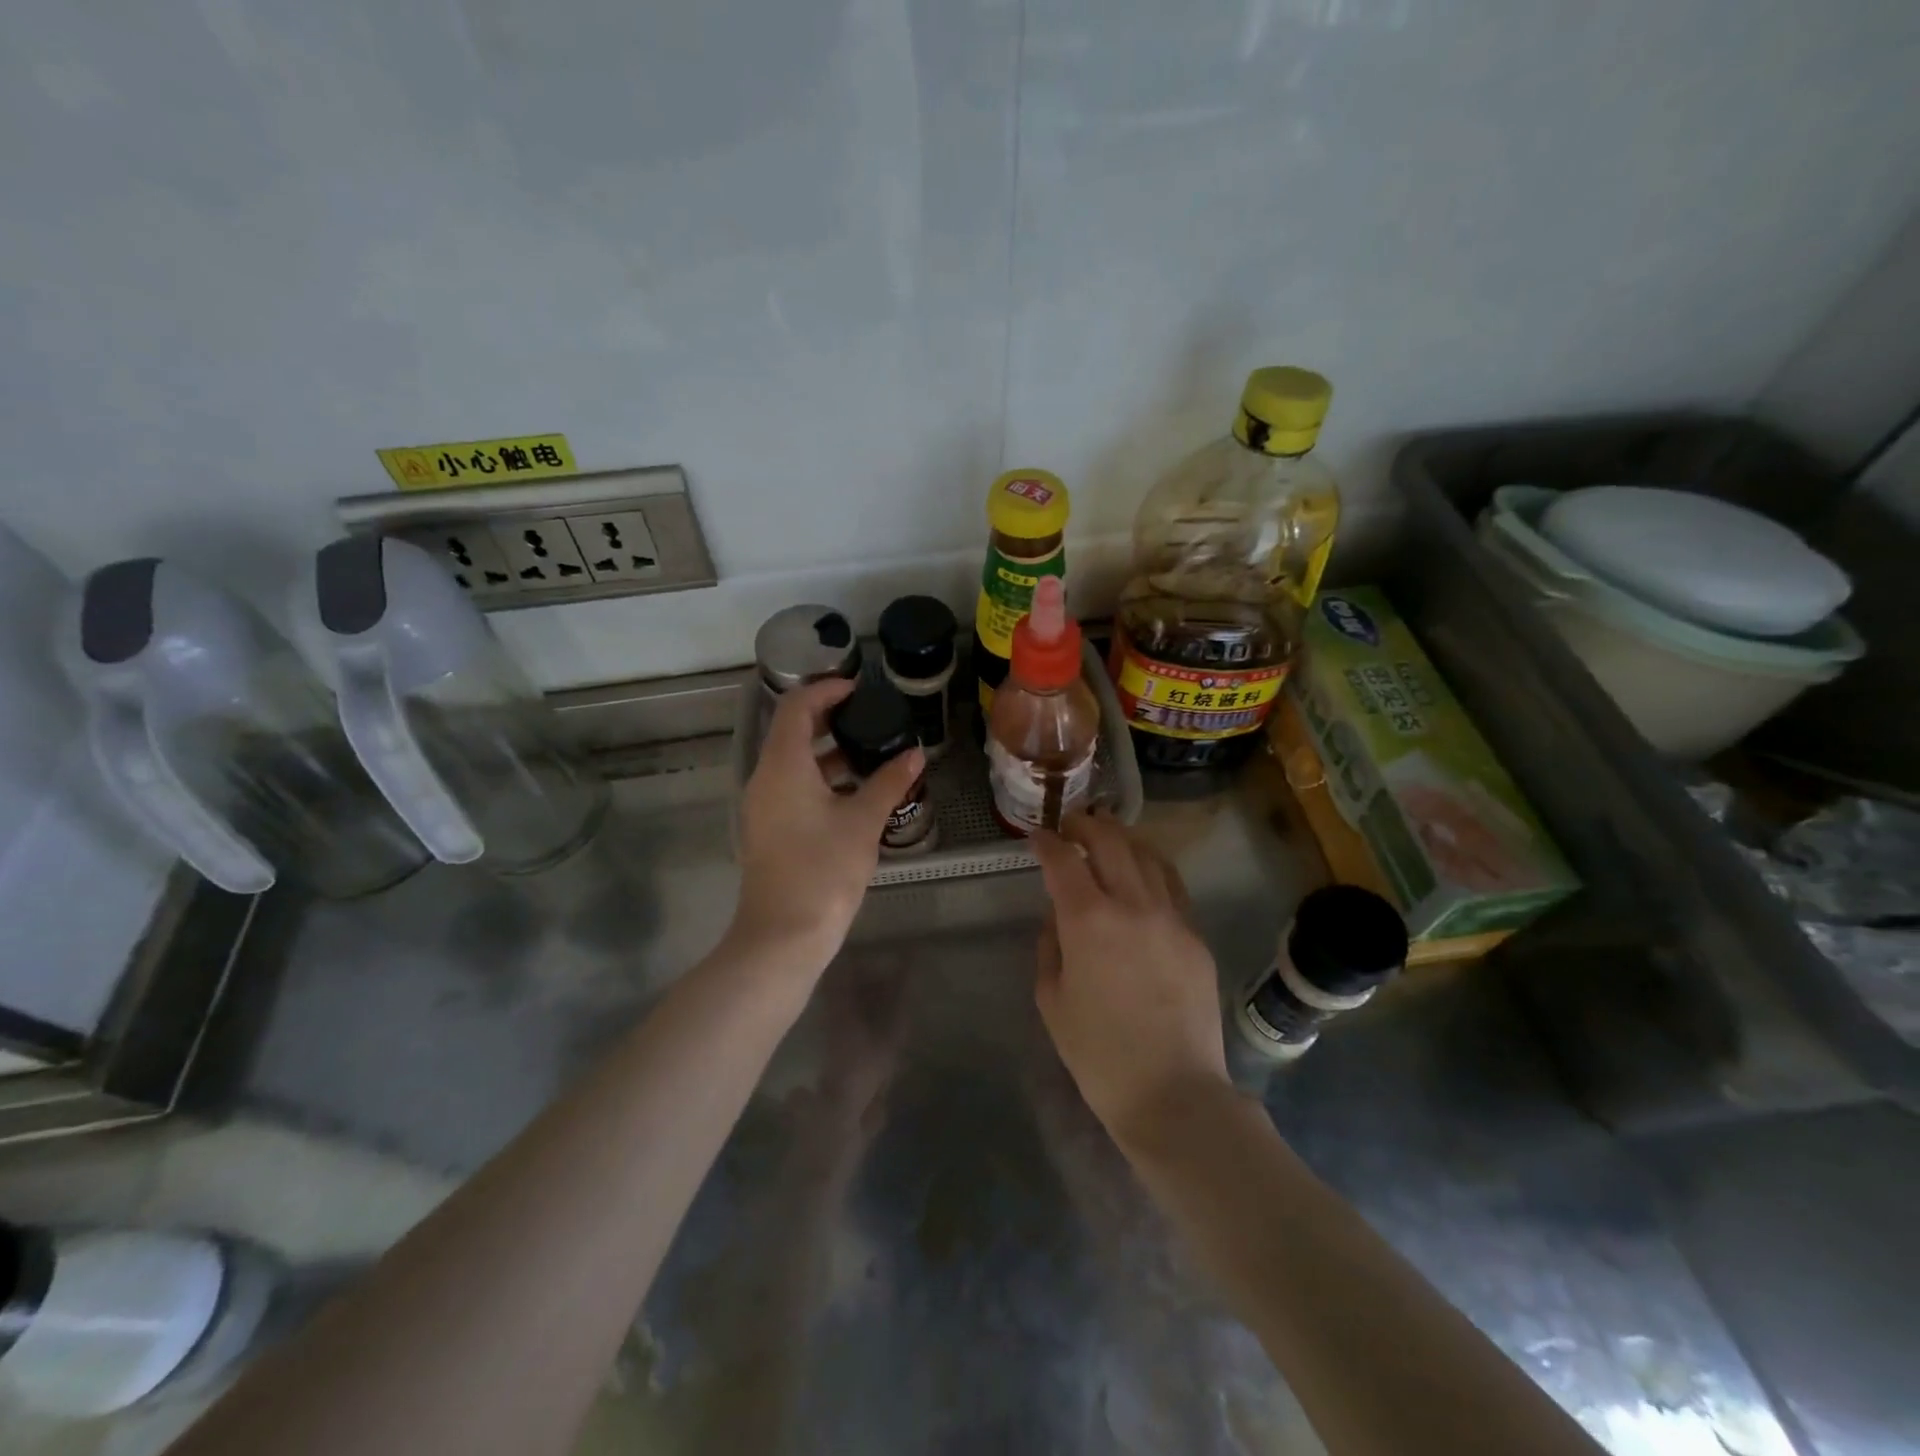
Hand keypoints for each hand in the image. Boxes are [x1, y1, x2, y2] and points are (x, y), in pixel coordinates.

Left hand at [733, 678, 923, 972]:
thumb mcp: (863, 822)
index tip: (860, 689)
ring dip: (827, 752)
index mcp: (783, 765)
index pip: (796, 707)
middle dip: (829, 719)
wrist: (783, 936)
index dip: (826, 690)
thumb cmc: (823, 870)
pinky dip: (820, 779)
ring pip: (792, 763)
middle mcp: (765, 778)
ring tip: (870, 753)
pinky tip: (854, 793)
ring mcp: (763, 806)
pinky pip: (792, 788)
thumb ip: (889, 782)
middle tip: (870, 718)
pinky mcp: (768, 830)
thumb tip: (915, 754)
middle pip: (792, 732)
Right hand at [1032, 812, 1230, 1149]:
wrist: (1174, 1092)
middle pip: (1110, 841)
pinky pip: (1171, 884)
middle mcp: (1132, 904)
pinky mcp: (1195, 934)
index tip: (1037, 837)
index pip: (1063, 861)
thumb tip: (1059, 918)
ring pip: (1147, 855)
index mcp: (1088, 920)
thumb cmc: (1099, 1054)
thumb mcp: (1053, 1000)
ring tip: (1107, 836)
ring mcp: (1171, 916)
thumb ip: (1051, 947)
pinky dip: (1151, 866)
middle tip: (1071, 824)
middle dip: (1086, 825)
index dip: (1047, 843)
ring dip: (1122, 838)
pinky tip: (1142, 871)